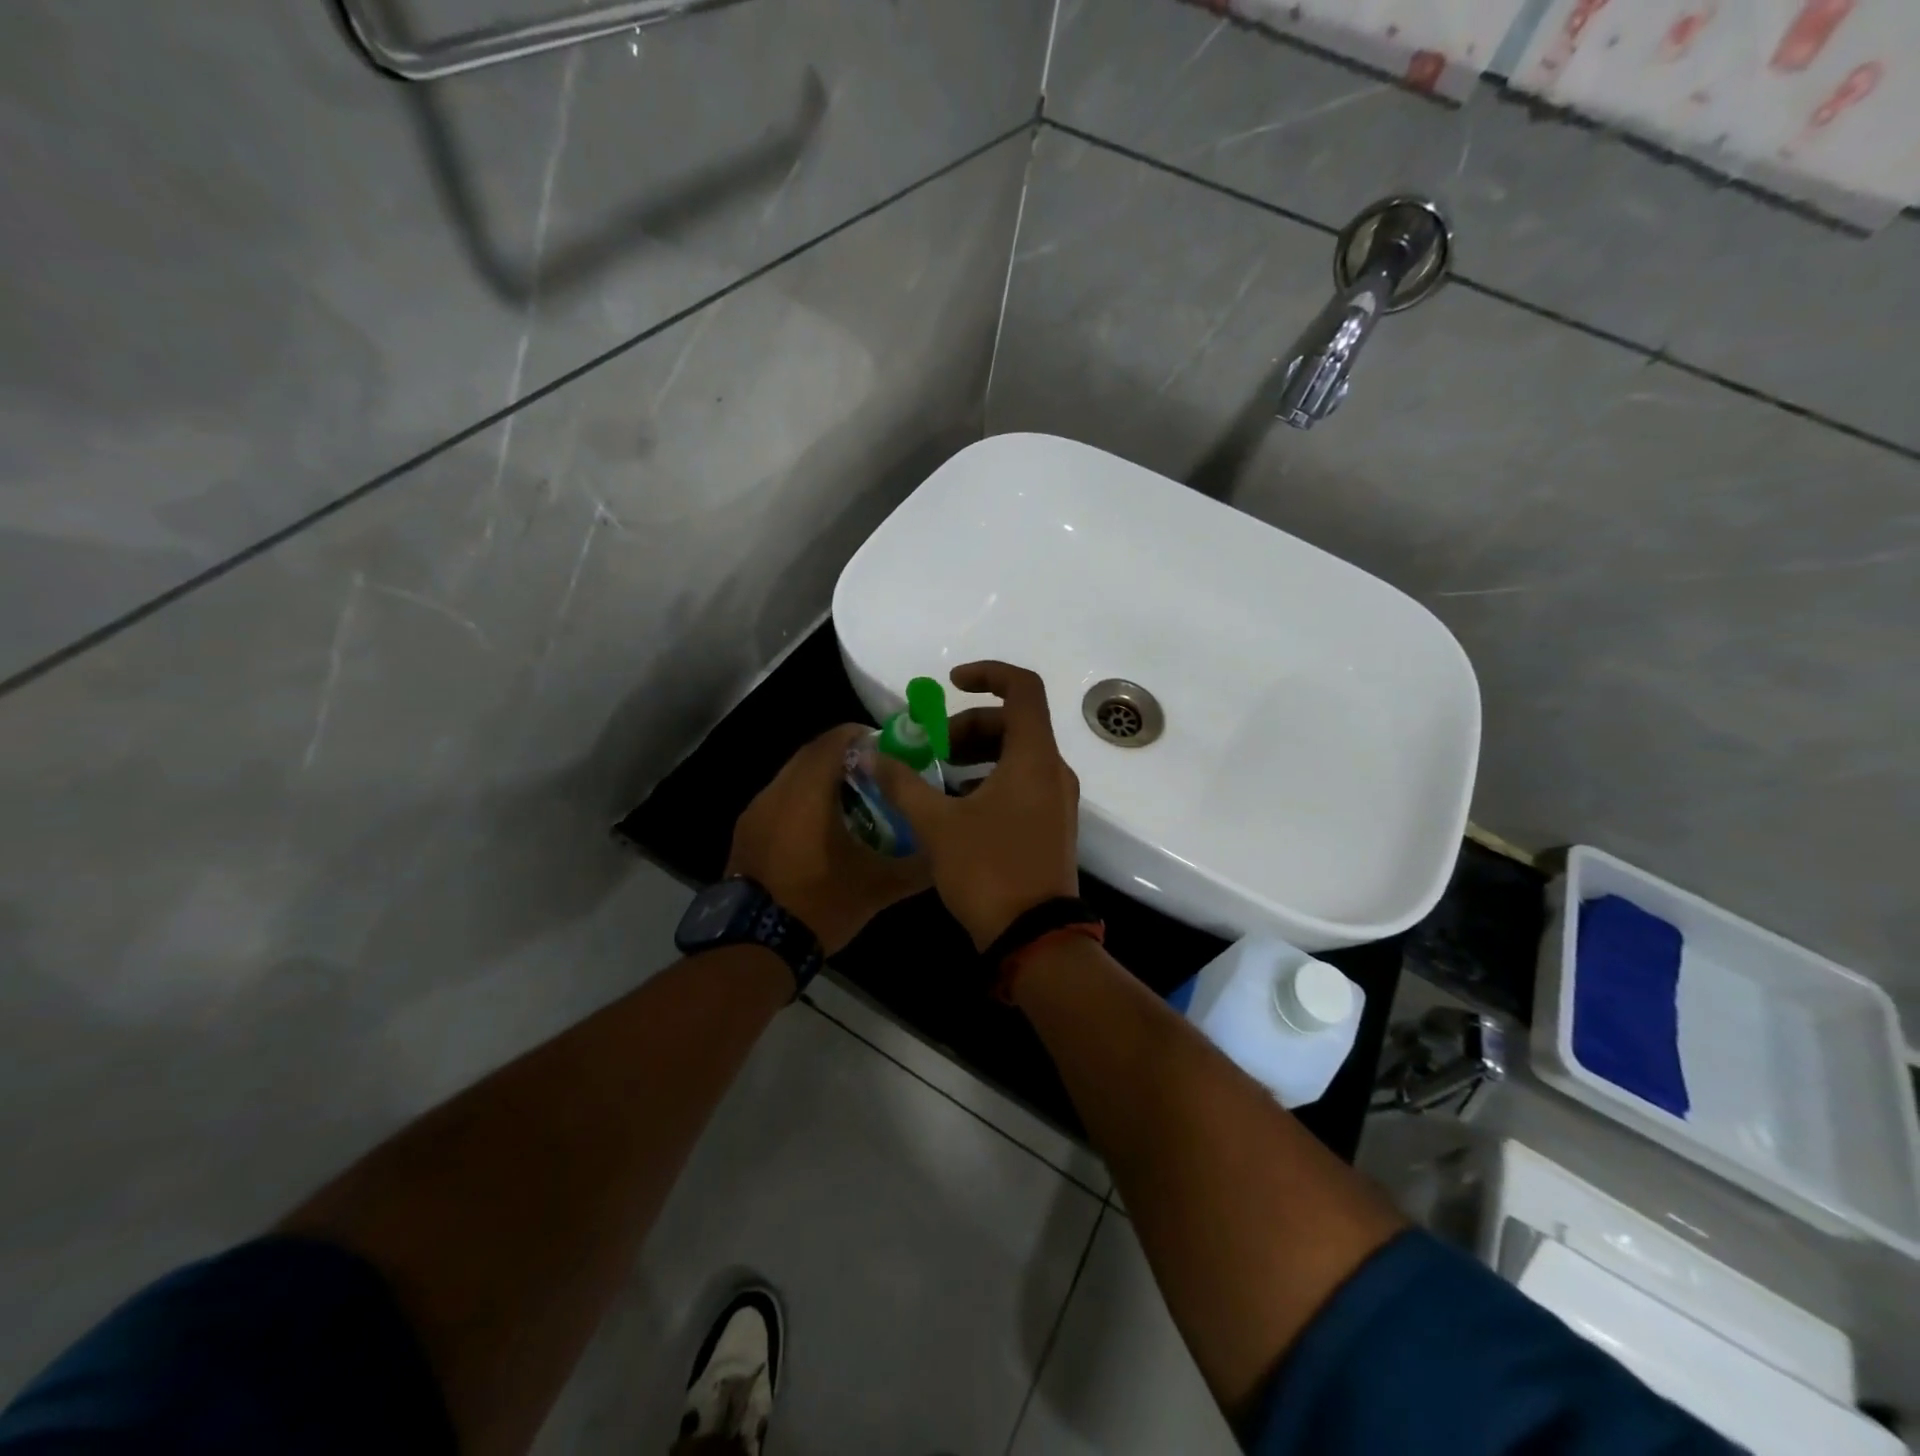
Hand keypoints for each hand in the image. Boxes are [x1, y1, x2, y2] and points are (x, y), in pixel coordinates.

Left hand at [727, 724, 932, 954]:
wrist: (754, 947)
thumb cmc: (818, 904)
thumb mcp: (877, 888)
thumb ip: (916, 866)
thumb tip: (945, 853)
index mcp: (807, 792)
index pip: (834, 739)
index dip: (863, 736)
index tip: (889, 751)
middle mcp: (776, 791)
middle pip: (812, 754)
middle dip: (845, 758)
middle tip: (877, 777)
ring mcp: (755, 812)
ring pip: (793, 777)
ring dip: (822, 781)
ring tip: (854, 805)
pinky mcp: (746, 833)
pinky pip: (779, 801)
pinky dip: (802, 802)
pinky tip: (821, 832)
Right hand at [873, 662, 1080, 949]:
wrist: (1034, 938)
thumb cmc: (989, 871)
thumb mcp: (937, 824)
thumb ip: (903, 783)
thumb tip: (870, 755)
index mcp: (1033, 757)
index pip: (1022, 688)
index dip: (987, 674)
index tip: (951, 684)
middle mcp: (1053, 770)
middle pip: (1013, 722)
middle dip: (968, 726)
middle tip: (931, 750)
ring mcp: (1057, 799)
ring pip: (1017, 754)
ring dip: (977, 754)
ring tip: (938, 777)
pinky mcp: (1052, 824)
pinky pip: (1022, 782)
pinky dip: (990, 779)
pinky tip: (957, 807)